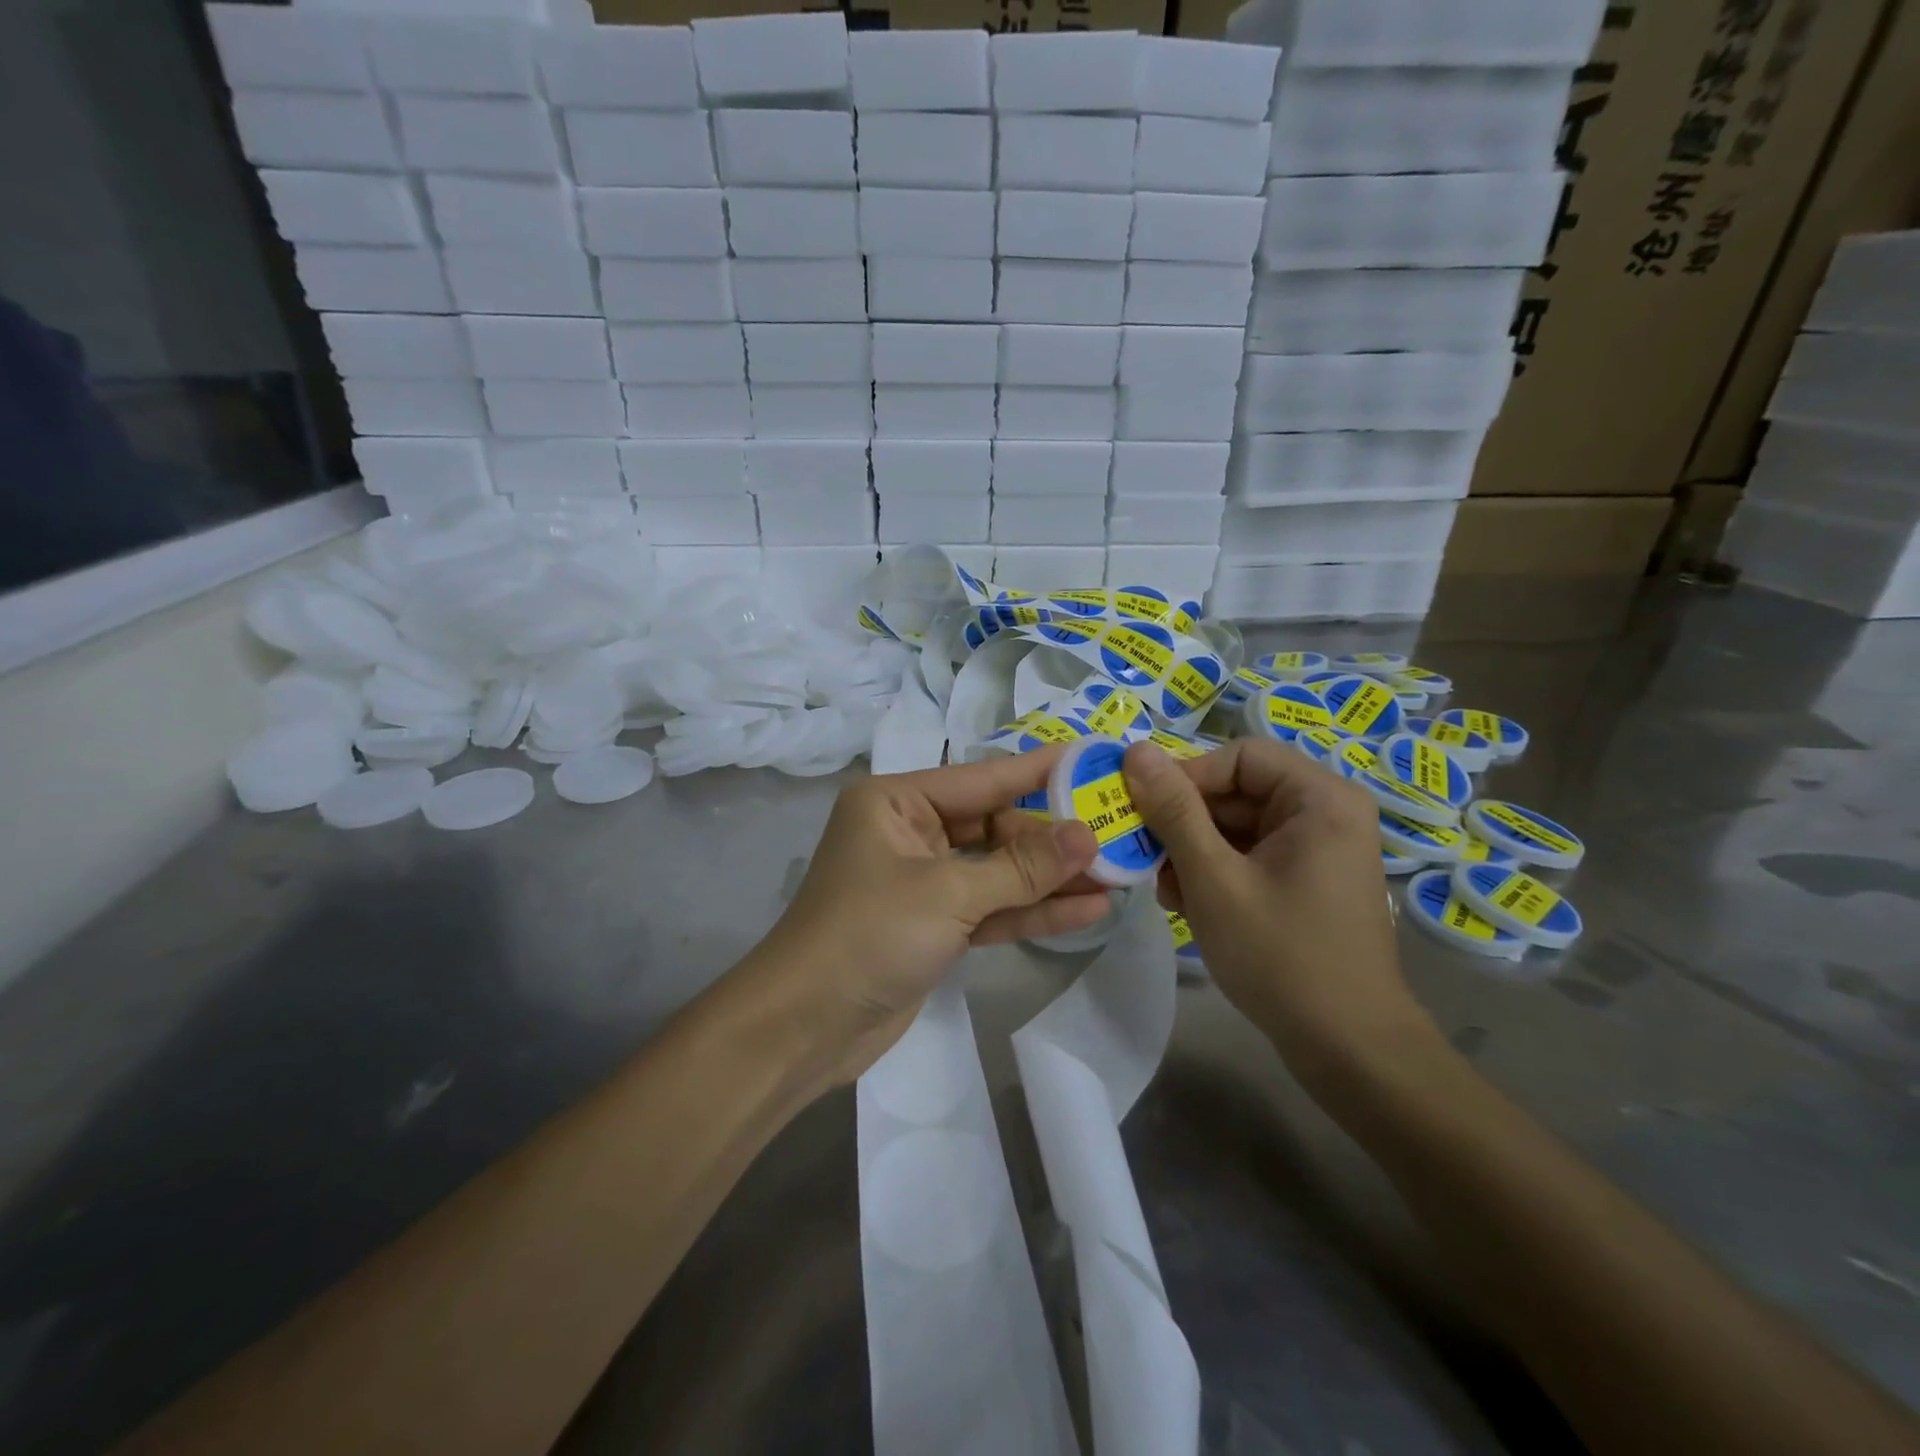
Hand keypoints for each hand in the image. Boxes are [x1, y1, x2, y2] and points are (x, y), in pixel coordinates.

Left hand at [753, 747, 1106, 1084]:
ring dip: (1050, 878)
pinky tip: (1086, 910)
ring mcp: (923, 882)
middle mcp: (910, 833)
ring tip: (1117, 876)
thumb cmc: (869, 935)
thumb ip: (1021, 867)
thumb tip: (1088, 835)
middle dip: (1053, 838)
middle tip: (1117, 834)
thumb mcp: (949, 894)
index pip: (982, 778)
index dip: (1039, 771)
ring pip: (997, 871)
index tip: (1092, 759)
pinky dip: (1031, 911)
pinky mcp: (934, 926)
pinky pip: (990, 908)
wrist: (805, 1027)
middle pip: (994, 826)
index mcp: (897, 802)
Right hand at [1122, 738, 1430, 1091]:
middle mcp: (1327, 811)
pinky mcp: (1309, 878)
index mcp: (1320, 798)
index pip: (1238, 756)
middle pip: (1238, 790)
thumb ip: (1174, 811)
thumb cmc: (1280, 954)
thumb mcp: (1213, 878)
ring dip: (1194, 850)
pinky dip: (1217, 870)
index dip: (1186, 777)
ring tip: (1167, 891)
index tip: (1145, 813)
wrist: (1347, 1047)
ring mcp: (1320, 848)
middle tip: (1146, 857)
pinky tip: (1189, 904)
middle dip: (1186, 823)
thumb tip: (1136, 749)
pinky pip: (1252, 853)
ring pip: (1238, 824)